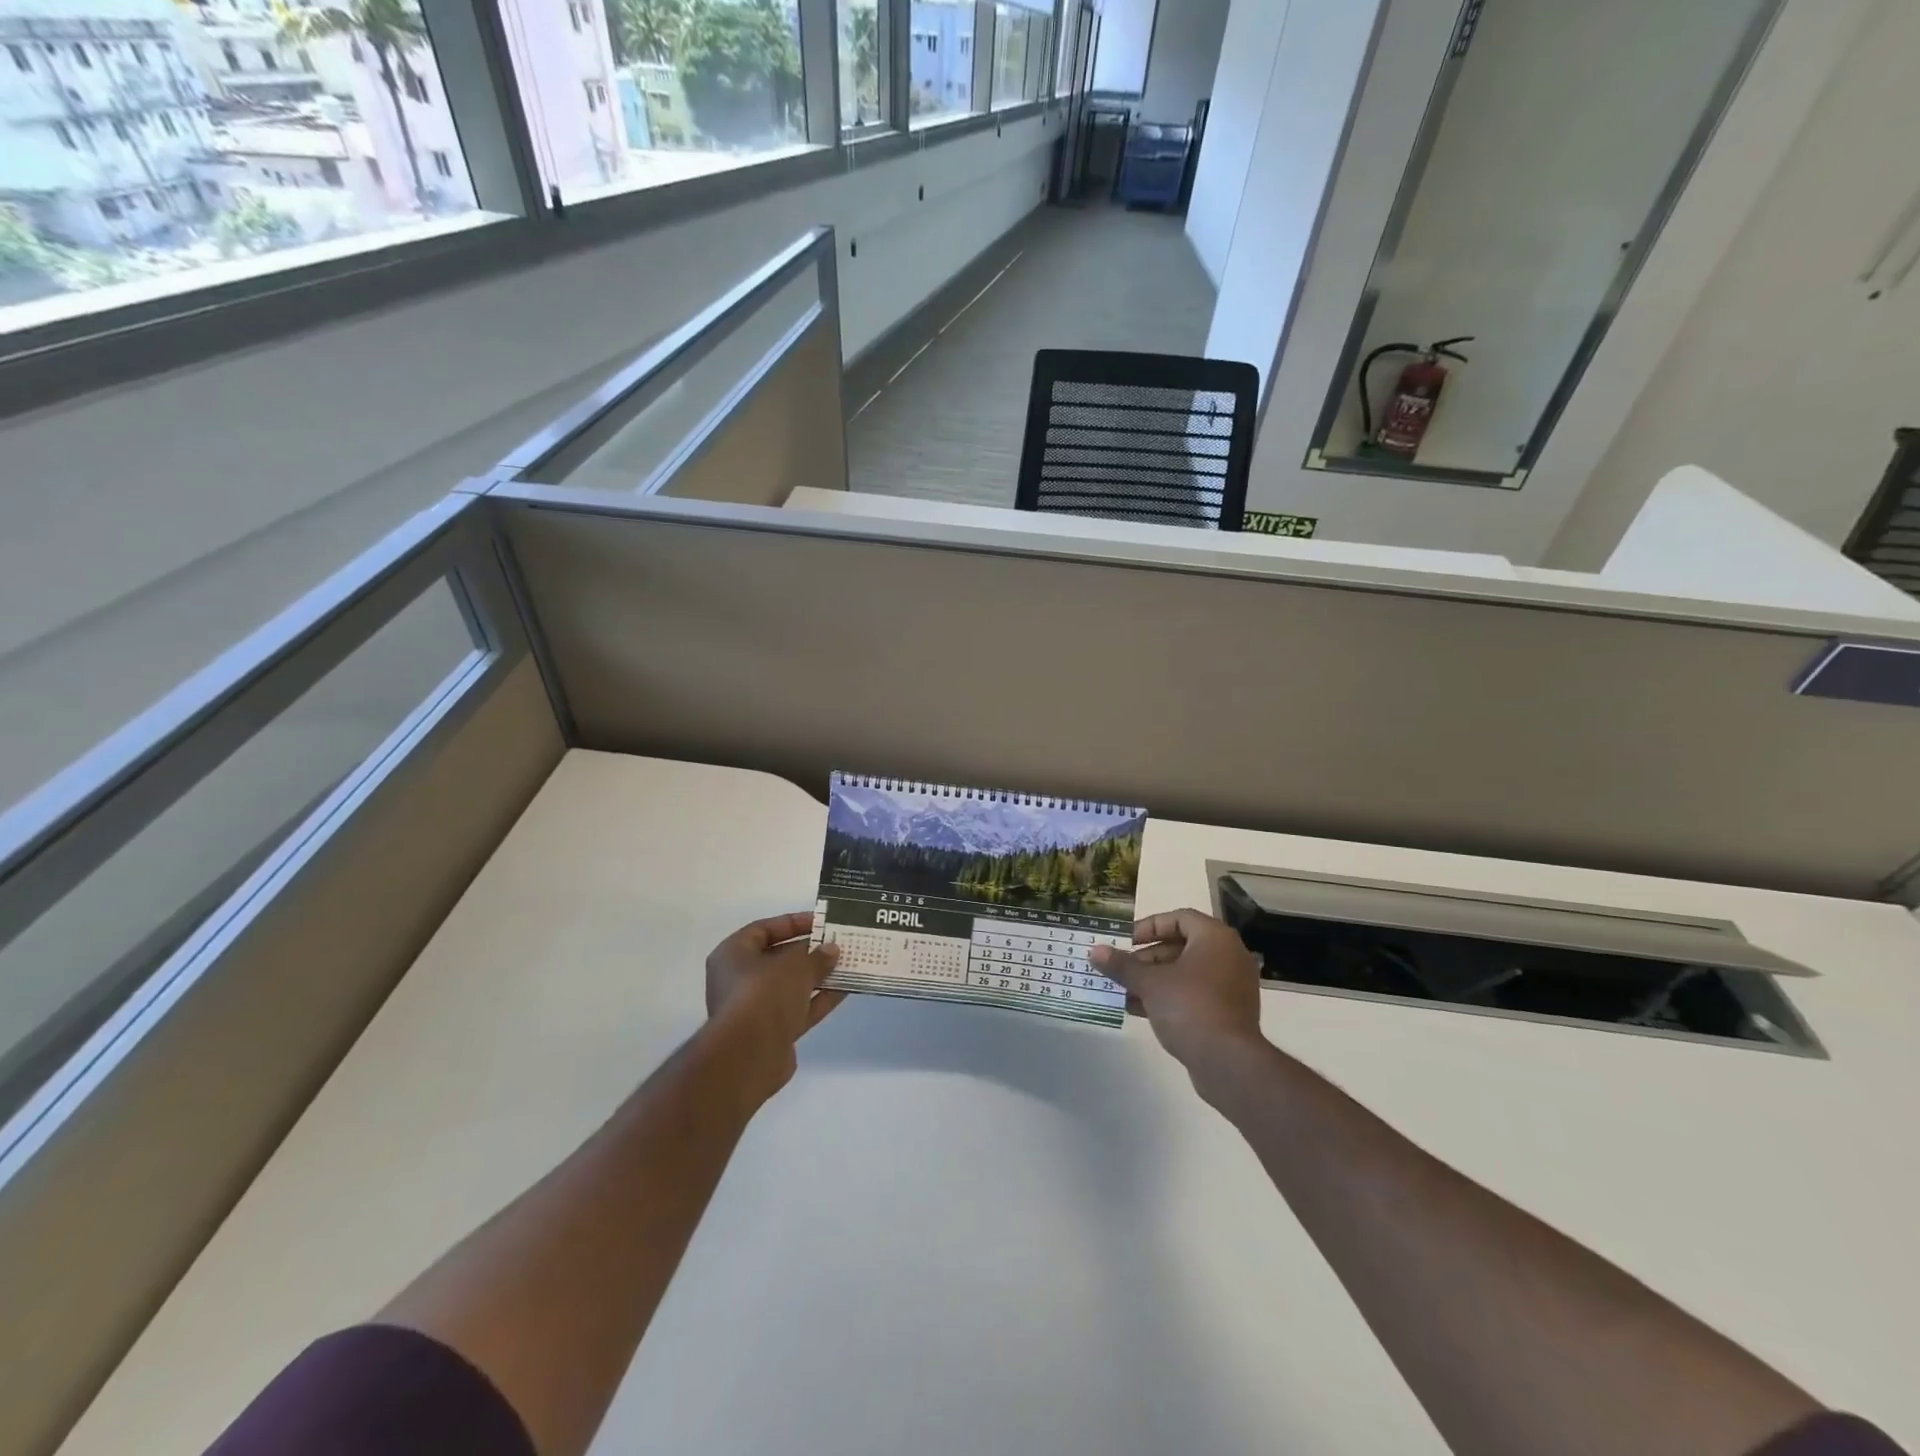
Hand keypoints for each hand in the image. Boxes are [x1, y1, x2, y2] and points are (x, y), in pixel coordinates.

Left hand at [704, 912, 843, 1101]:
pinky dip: (820, 999)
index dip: (792, 923)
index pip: (763, 929)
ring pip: (791, 986)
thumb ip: (816, 956)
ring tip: (848, 964)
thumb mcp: (796, 966)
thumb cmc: (765, 994)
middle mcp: (739, 980)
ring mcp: (755, 1008)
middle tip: (837, 944)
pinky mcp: (772, 1032)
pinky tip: (845, 989)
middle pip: (778, 958)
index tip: (820, 922)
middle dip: (809, 952)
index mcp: (732, 955)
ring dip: (818, 976)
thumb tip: (831, 950)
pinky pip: (799, 1009)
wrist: (750, 1055)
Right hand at [1089, 909, 1266, 1072]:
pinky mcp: (1229, 1012)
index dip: (1149, 927)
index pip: (1179, 918)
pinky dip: (1170, 997)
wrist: (1228, 1062)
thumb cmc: (1189, 1007)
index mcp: (1215, 938)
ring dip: (1154, 979)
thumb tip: (1095, 951)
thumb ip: (1122, 965)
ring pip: (1186, 973)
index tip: (1126, 941)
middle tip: (1122, 969)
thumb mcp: (1149, 983)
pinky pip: (1195, 994)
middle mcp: (1228, 956)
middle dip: (1147, 958)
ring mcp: (1232, 986)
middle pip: (1181, 946)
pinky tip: (1140, 1010)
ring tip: (1124, 991)